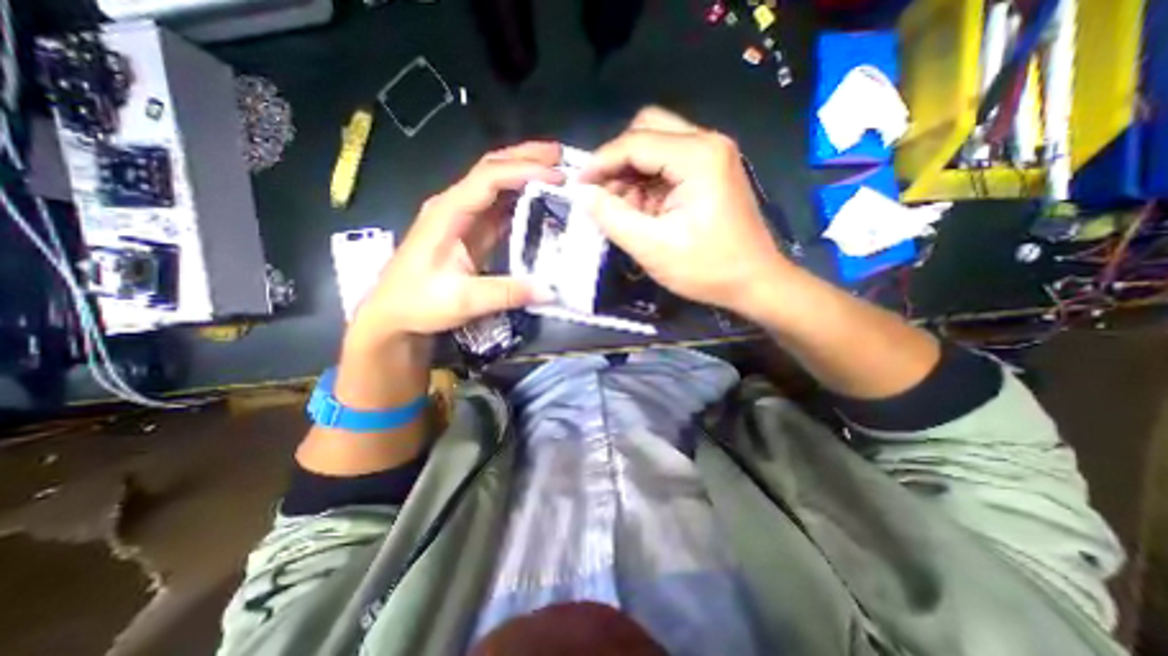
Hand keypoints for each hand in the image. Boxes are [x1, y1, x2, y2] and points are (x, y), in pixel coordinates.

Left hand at [342, 142, 563, 348]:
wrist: (393, 314)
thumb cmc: (418, 302)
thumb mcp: (463, 300)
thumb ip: (507, 293)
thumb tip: (550, 291)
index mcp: (448, 213)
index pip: (488, 178)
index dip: (523, 171)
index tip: (557, 177)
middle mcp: (454, 206)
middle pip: (491, 169)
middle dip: (526, 158)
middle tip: (560, 157)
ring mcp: (462, 217)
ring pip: (496, 185)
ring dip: (525, 175)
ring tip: (557, 174)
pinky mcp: (470, 232)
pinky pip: (498, 208)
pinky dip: (521, 200)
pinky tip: (539, 203)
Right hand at [582, 107, 792, 322]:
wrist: (754, 282)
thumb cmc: (707, 268)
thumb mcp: (652, 247)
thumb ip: (612, 217)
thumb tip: (583, 194)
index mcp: (697, 156)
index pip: (635, 142)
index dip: (600, 162)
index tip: (577, 185)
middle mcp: (707, 143)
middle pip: (647, 129)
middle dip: (618, 161)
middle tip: (604, 194)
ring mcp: (712, 155)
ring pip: (656, 146)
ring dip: (632, 173)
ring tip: (624, 210)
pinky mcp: (711, 171)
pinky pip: (668, 164)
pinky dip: (648, 183)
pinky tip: (644, 211)